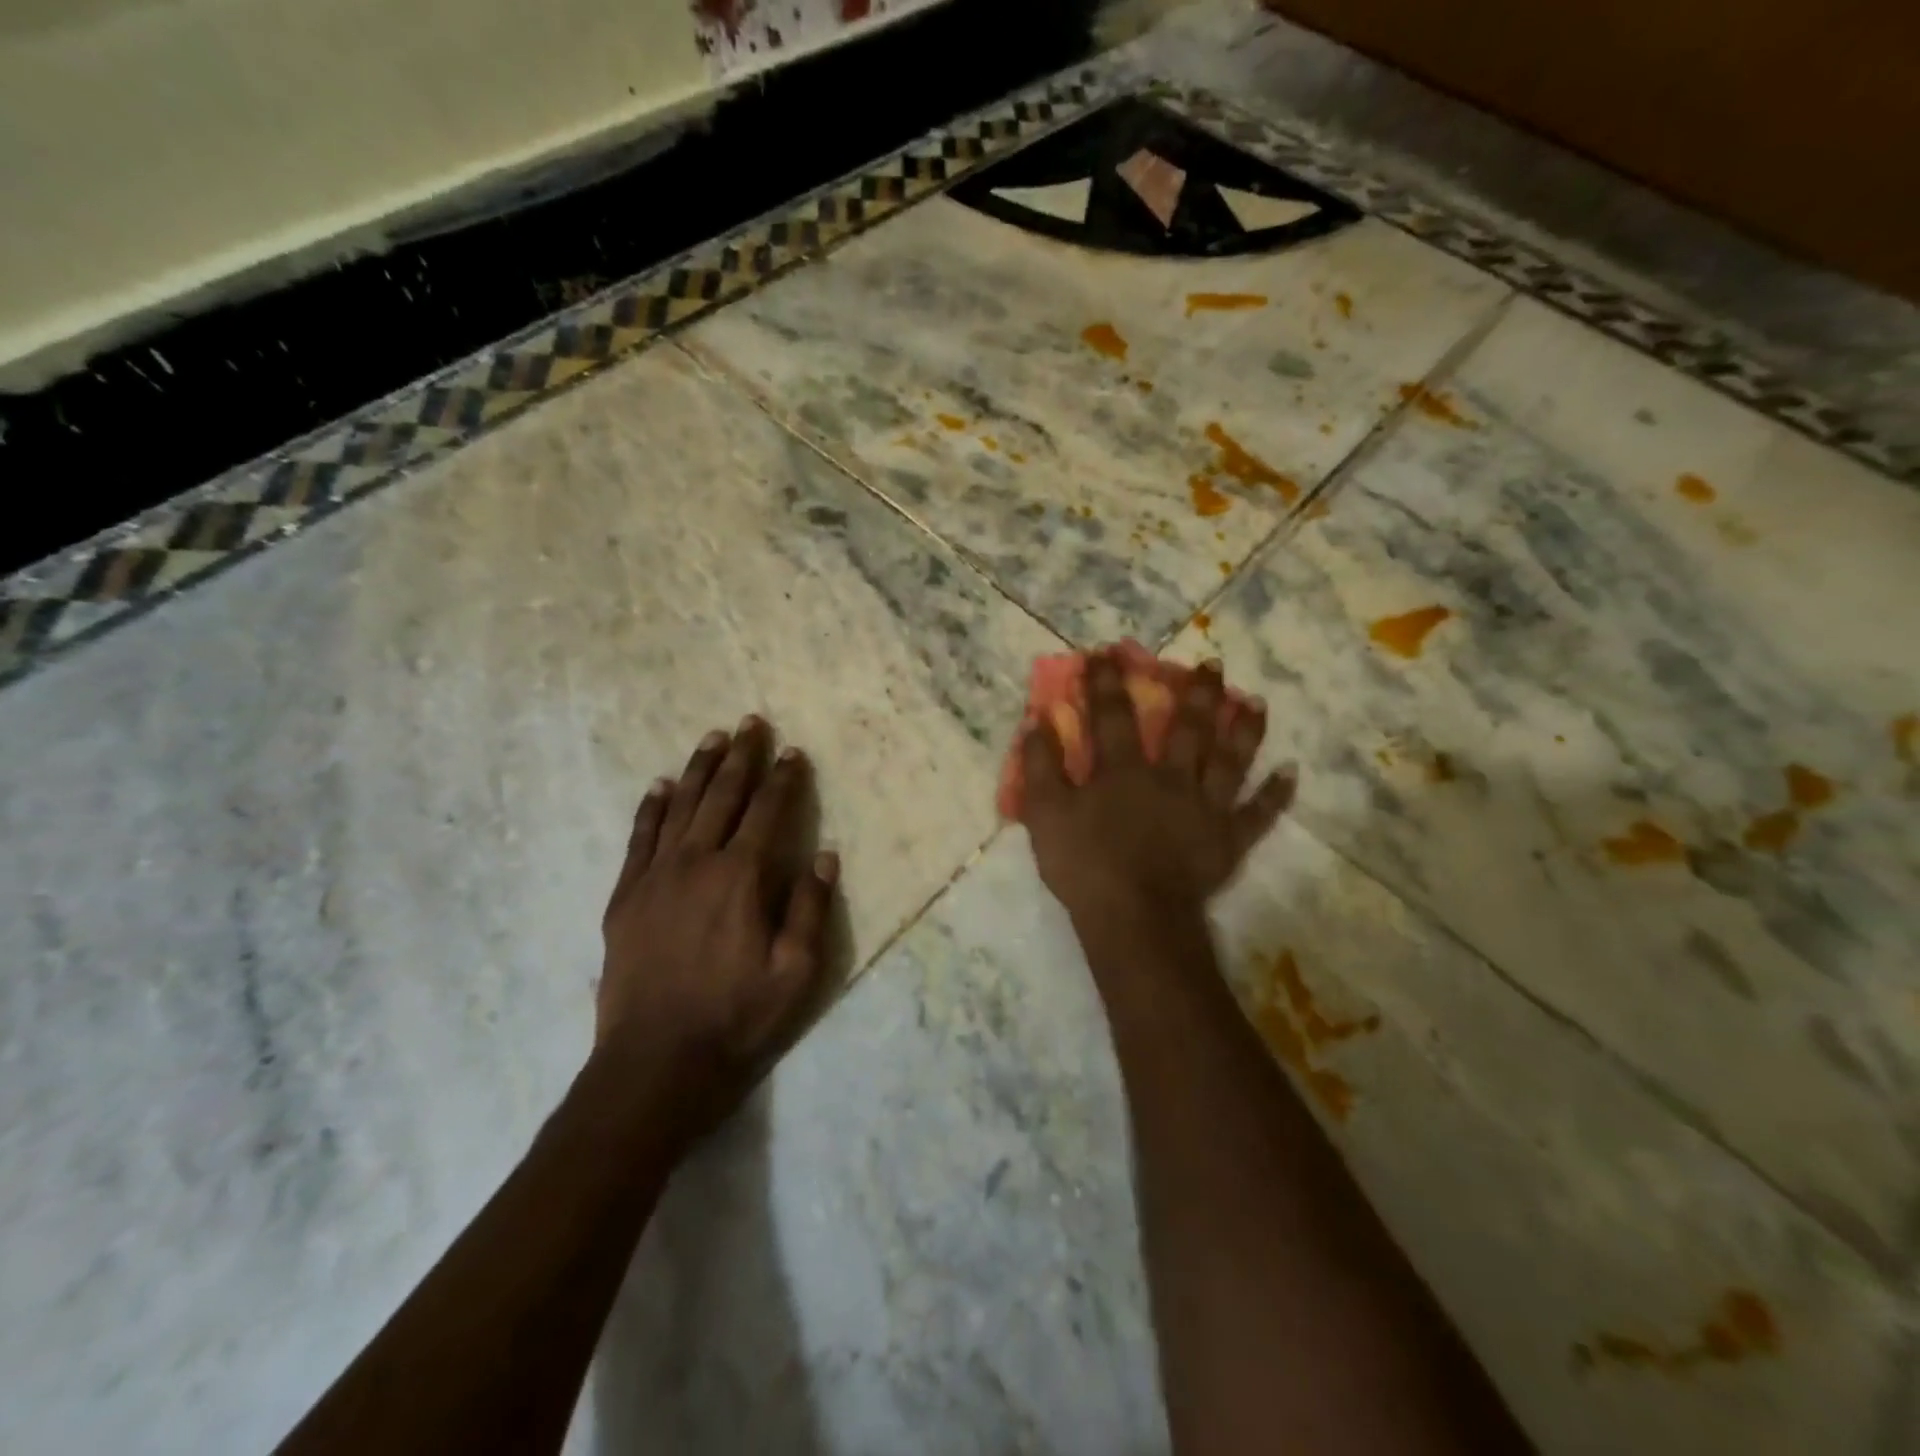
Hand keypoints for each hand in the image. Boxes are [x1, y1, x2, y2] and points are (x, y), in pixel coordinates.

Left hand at [597, 717, 837, 1133]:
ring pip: (679, 807)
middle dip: (741, 757)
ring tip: (712, 738)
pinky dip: (651, 808)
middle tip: (751, 723)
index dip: (784, 779)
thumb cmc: (736, 1018)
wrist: (655, 1063)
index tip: (793, 752)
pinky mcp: (625, 897)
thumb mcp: (795, 972)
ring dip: (698, 769)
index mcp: (741, 878)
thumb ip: (810, 909)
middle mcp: (697, 863)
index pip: (768, 812)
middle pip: (722, 796)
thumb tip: (825, 856)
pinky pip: (639, 838)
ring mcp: (655, 877)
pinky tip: (658, 786)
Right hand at [1019, 652, 1294, 925]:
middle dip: (1196, 692)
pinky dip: (1276, 795)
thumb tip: (1037, 721)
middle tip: (1211, 664)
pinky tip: (1291, 772)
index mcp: (1123, 771)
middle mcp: (1170, 777)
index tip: (1107, 652)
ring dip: (1244, 729)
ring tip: (1256, 701)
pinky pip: (1258, 814)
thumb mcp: (1045, 815)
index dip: (1107, 682)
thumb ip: (1041, 766)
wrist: (1134, 918)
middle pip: (1187, 727)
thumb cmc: (1085, 866)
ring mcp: (1205, 807)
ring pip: (1230, 759)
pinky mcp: (1228, 839)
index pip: (1113, 716)